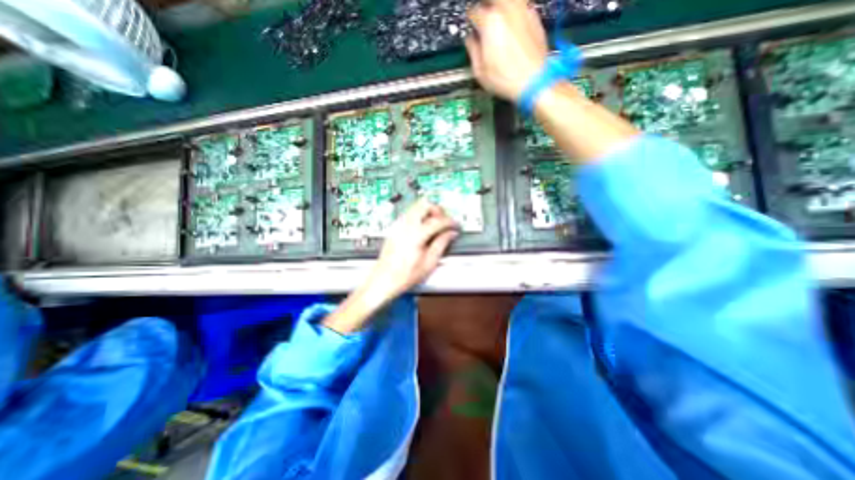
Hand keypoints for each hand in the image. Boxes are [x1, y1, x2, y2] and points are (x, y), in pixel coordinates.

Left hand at [325, 198, 460, 334]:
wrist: (384, 280)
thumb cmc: (404, 276)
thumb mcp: (429, 263)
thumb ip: (441, 244)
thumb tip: (450, 234)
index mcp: (415, 235)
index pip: (437, 220)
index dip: (450, 221)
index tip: (455, 225)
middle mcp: (405, 226)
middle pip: (424, 204)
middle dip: (438, 210)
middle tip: (445, 221)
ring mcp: (397, 226)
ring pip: (416, 207)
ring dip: (428, 212)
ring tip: (435, 226)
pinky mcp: (394, 228)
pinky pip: (409, 214)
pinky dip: (419, 216)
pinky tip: (424, 229)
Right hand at [466, 0, 546, 101]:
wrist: (534, 81)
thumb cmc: (507, 79)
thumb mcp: (480, 72)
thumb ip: (473, 51)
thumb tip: (470, 41)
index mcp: (490, 22)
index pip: (473, 11)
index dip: (470, 21)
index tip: (471, 28)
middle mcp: (507, 10)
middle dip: (485, 7)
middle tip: (482, 18)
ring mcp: (523, 11)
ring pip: (508, 0)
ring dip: (500, 7)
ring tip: (497, 19)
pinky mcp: (534, 17)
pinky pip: (521, 6)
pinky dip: (514, 11)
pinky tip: (512, 24)